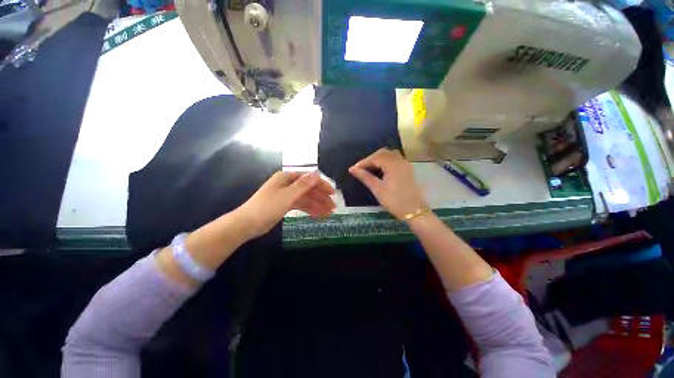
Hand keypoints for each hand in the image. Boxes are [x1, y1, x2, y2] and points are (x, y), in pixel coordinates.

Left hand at [238, 171, 334, 237]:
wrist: (247, 224)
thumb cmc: (267, 207)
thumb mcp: (287, 195)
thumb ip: (304, 184)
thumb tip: (317, 173)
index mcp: (287, 178)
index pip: (309, 179)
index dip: (322, 185)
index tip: (333, 194)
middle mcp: (288, 184)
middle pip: (309, 189)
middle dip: (321, 198)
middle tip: (333, 207)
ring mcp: (287, 195)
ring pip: (306, 198)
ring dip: (318, 205)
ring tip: (329, 213)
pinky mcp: (285, 205)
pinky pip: (301, 205)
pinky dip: (310, 210)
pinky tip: (319, 215)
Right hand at [349, 148, 427, 219]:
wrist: (414, 211)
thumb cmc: (394, 200)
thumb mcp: (377, 189)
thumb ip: (365, 177)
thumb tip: (352, 169)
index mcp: (392, 164)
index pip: (375, 158)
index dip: (363, 162)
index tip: (353, 169)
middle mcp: (400, 161)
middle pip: (383, 153)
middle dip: (371, 159)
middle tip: (362, 169)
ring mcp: (405, 165)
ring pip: (390, 155)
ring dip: (379, 159)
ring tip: (370, 169)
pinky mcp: (408, 170)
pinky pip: (396, 160)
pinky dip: (386, 161)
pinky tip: (381, 170)